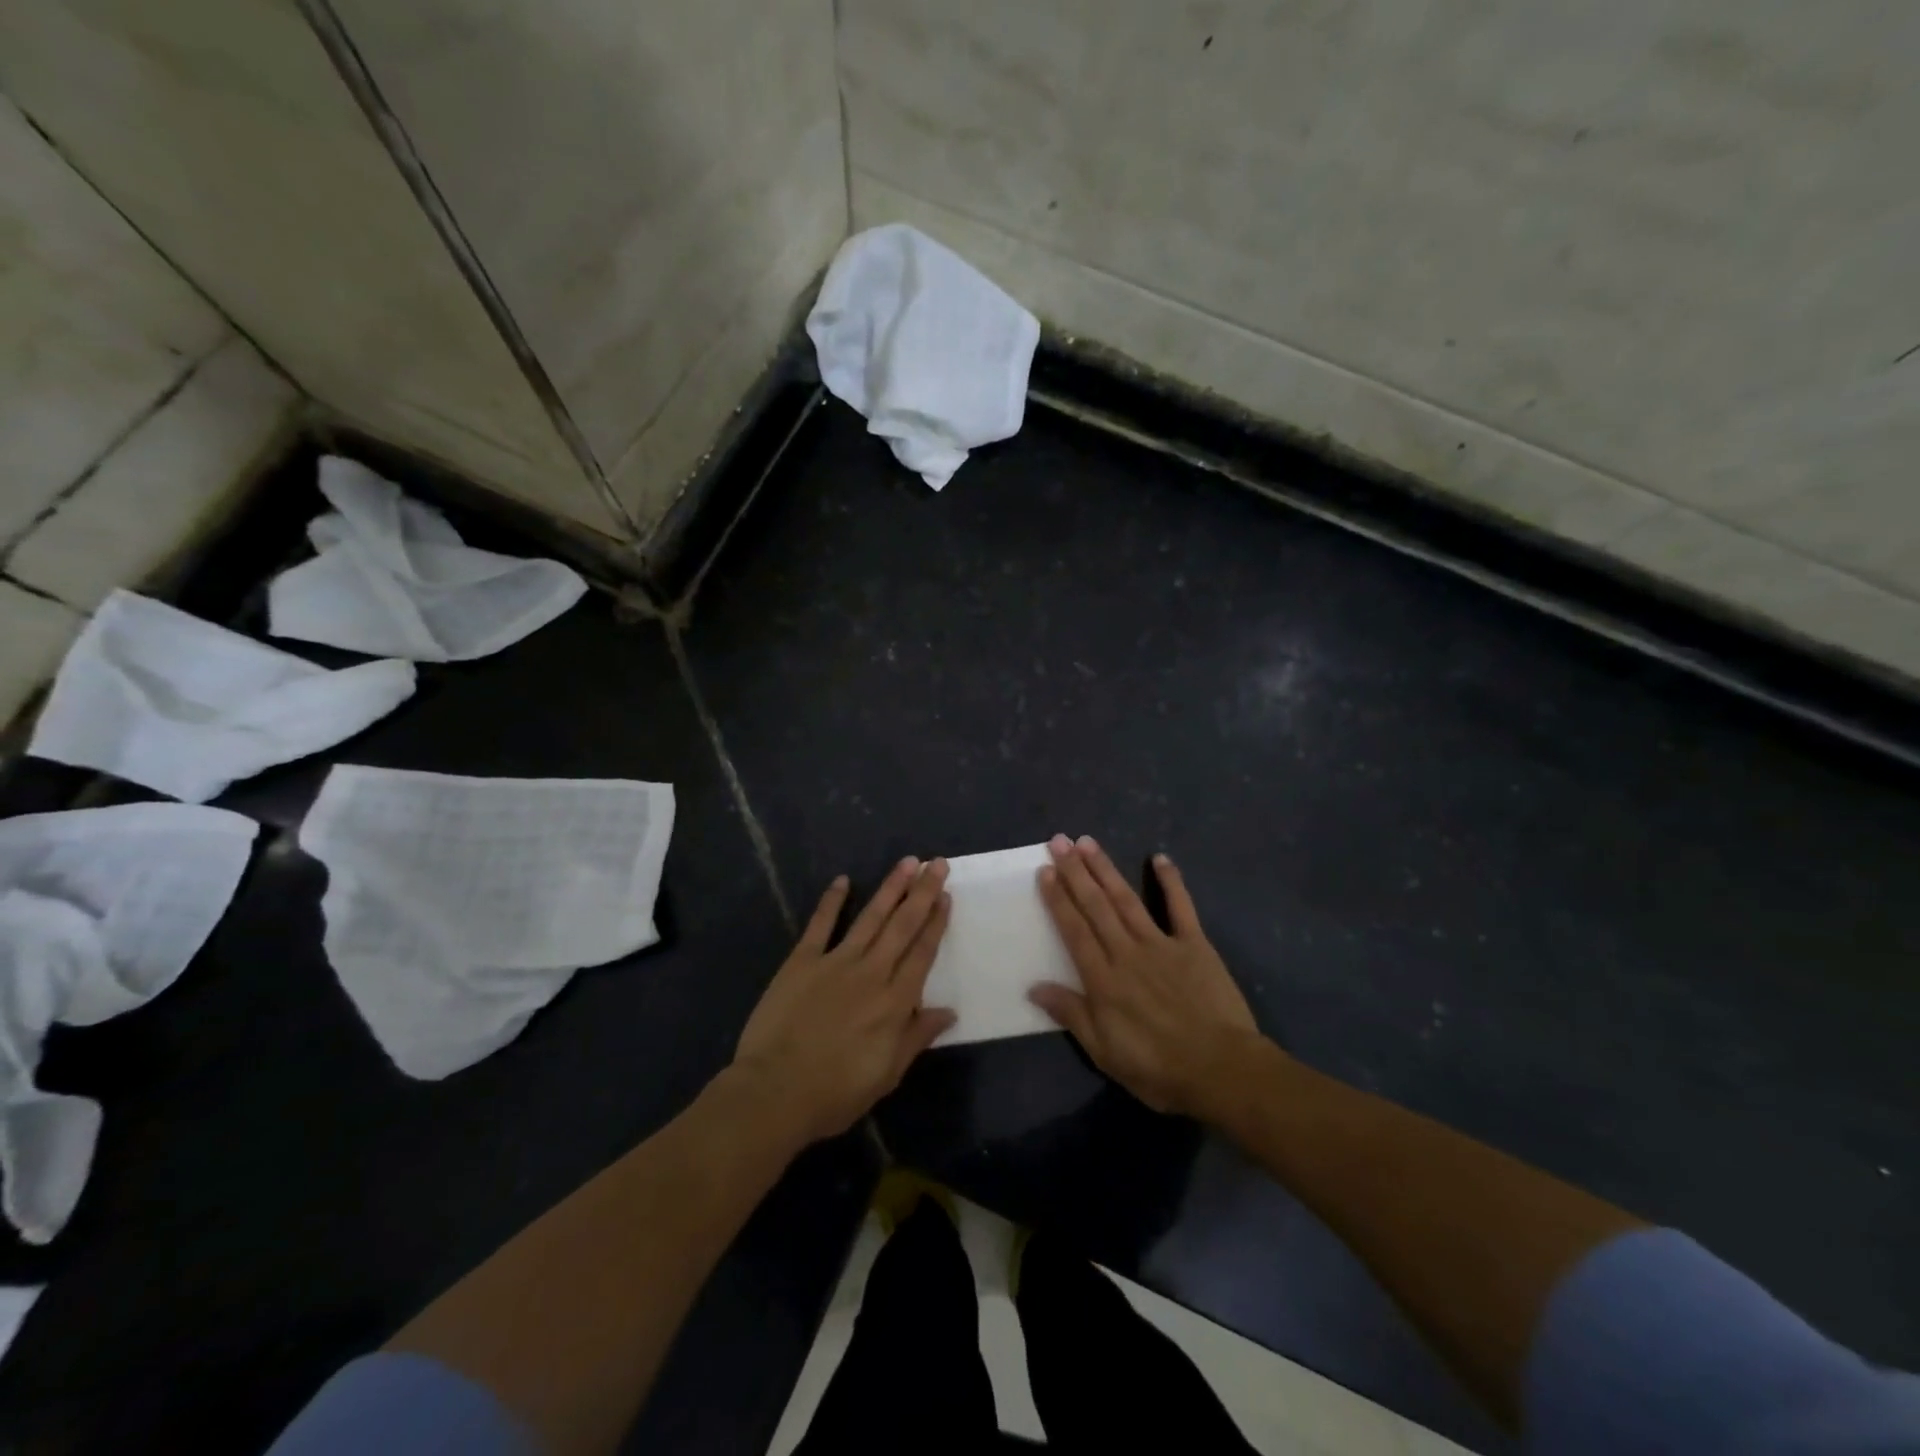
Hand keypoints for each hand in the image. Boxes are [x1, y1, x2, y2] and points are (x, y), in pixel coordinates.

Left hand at [732, 857, 955, 1144]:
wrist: (774, 1092)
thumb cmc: (834, 1092)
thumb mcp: (886, 1075)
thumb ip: (916, 1037)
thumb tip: (948, 1011)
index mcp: (894, 1002)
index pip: (922, 953)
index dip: (936, 923)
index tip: (946, 896)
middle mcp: (871, 973)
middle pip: (903, 926)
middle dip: (922, 893)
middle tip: (937, 863)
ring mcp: (835, 962)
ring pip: (870, 918)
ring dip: (891, 888)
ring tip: (907, 862)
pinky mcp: (802, 961)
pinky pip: (820, 925)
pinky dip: (831, 901)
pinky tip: (842, 880)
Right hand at [1031, 835, 1262, 1118]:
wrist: (1222, 1070)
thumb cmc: (1158, 1068)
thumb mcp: (1105, 1053)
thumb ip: (1071, 1015)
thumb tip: (1034, 987)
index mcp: (1103, 980)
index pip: (1074, 930)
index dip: (1058, 899)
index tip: (1044, 871)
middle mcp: (1127, 952)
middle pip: (1096, 906)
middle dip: (1075, 872)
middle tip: (1059, 842)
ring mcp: (1161, 944)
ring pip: (1127, 900)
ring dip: (1106, 869)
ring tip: (1088, 842)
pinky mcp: (1195, 945)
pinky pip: (1181, 907)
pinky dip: (1171, 881)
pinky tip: (1160, 858)